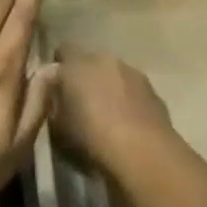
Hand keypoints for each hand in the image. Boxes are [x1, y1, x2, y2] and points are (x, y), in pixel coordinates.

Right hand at [53, 49, 173, 175]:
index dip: (59, 67)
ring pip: (114, 75)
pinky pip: (134, 91)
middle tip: (81, 104)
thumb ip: (53, 104)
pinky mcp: (154, 92)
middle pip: (90, 62)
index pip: (62, 51)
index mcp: (76, 64)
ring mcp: (132, 73)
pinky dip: (129, 102)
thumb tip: (55, 96)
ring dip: (109, 88)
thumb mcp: (57, 127)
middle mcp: (104, 60)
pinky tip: (128, 126)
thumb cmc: (92, 139)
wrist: (145, 155)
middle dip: (85, 77)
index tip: (56, 88)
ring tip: (107, 116)